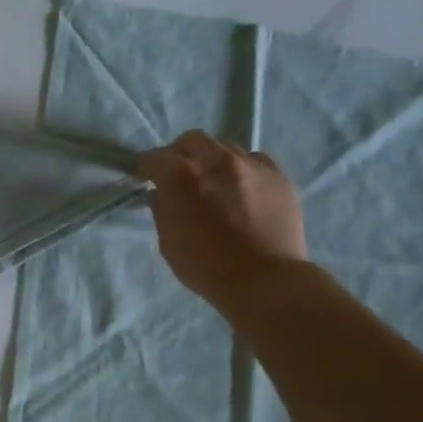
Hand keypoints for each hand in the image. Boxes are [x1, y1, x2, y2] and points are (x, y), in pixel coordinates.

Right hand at [136, 131, 308, 313]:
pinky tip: (242, 189)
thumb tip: (161, 193)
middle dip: (180, 153)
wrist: (265, 281)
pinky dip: (242, 169)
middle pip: (192, 140)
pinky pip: (254, 160)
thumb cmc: (206, 266)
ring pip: (225, 147)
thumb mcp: (168, 241)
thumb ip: (162, 209)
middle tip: (179, 173)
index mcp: (181, 177)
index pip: (155, 158)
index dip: (146, 167)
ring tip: (214, 182)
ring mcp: (251, 165)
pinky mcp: (278, 175)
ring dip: (212, 160)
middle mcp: (216, 160)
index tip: (144, 176)